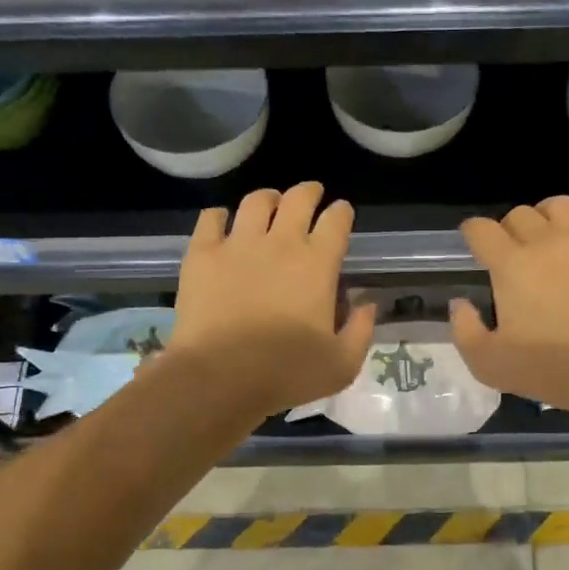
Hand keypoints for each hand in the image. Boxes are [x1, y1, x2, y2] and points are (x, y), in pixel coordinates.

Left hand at [170, 182, 376, 418]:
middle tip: (311, 195)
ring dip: (269, 198)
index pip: (336, 222)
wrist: (220, 377)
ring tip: (270, 204)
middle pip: (298, 199)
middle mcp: (280, 243)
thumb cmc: (286, 373)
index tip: (342, 213)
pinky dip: (220, 216)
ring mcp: (238, 244)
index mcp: (318, 265)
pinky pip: (211, 218)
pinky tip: (223, 223)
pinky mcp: (202, 254)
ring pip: (256, 201)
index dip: (342, 213)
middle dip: (309, 192)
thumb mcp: (342, 364)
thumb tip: (366, 303)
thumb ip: (361, 330)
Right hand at [450, 195, 568, 420]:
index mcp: (512, 265)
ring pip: (559, 206)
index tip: (474, 245)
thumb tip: (460, 303)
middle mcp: (548, 241)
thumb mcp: (489, 364)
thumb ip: (464, 330)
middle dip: (509, 230)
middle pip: (519, 214)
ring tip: (551, 242)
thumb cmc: (551, 371)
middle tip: (514, 255)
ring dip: (547, 220)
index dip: (473, 233)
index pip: (481, 229)